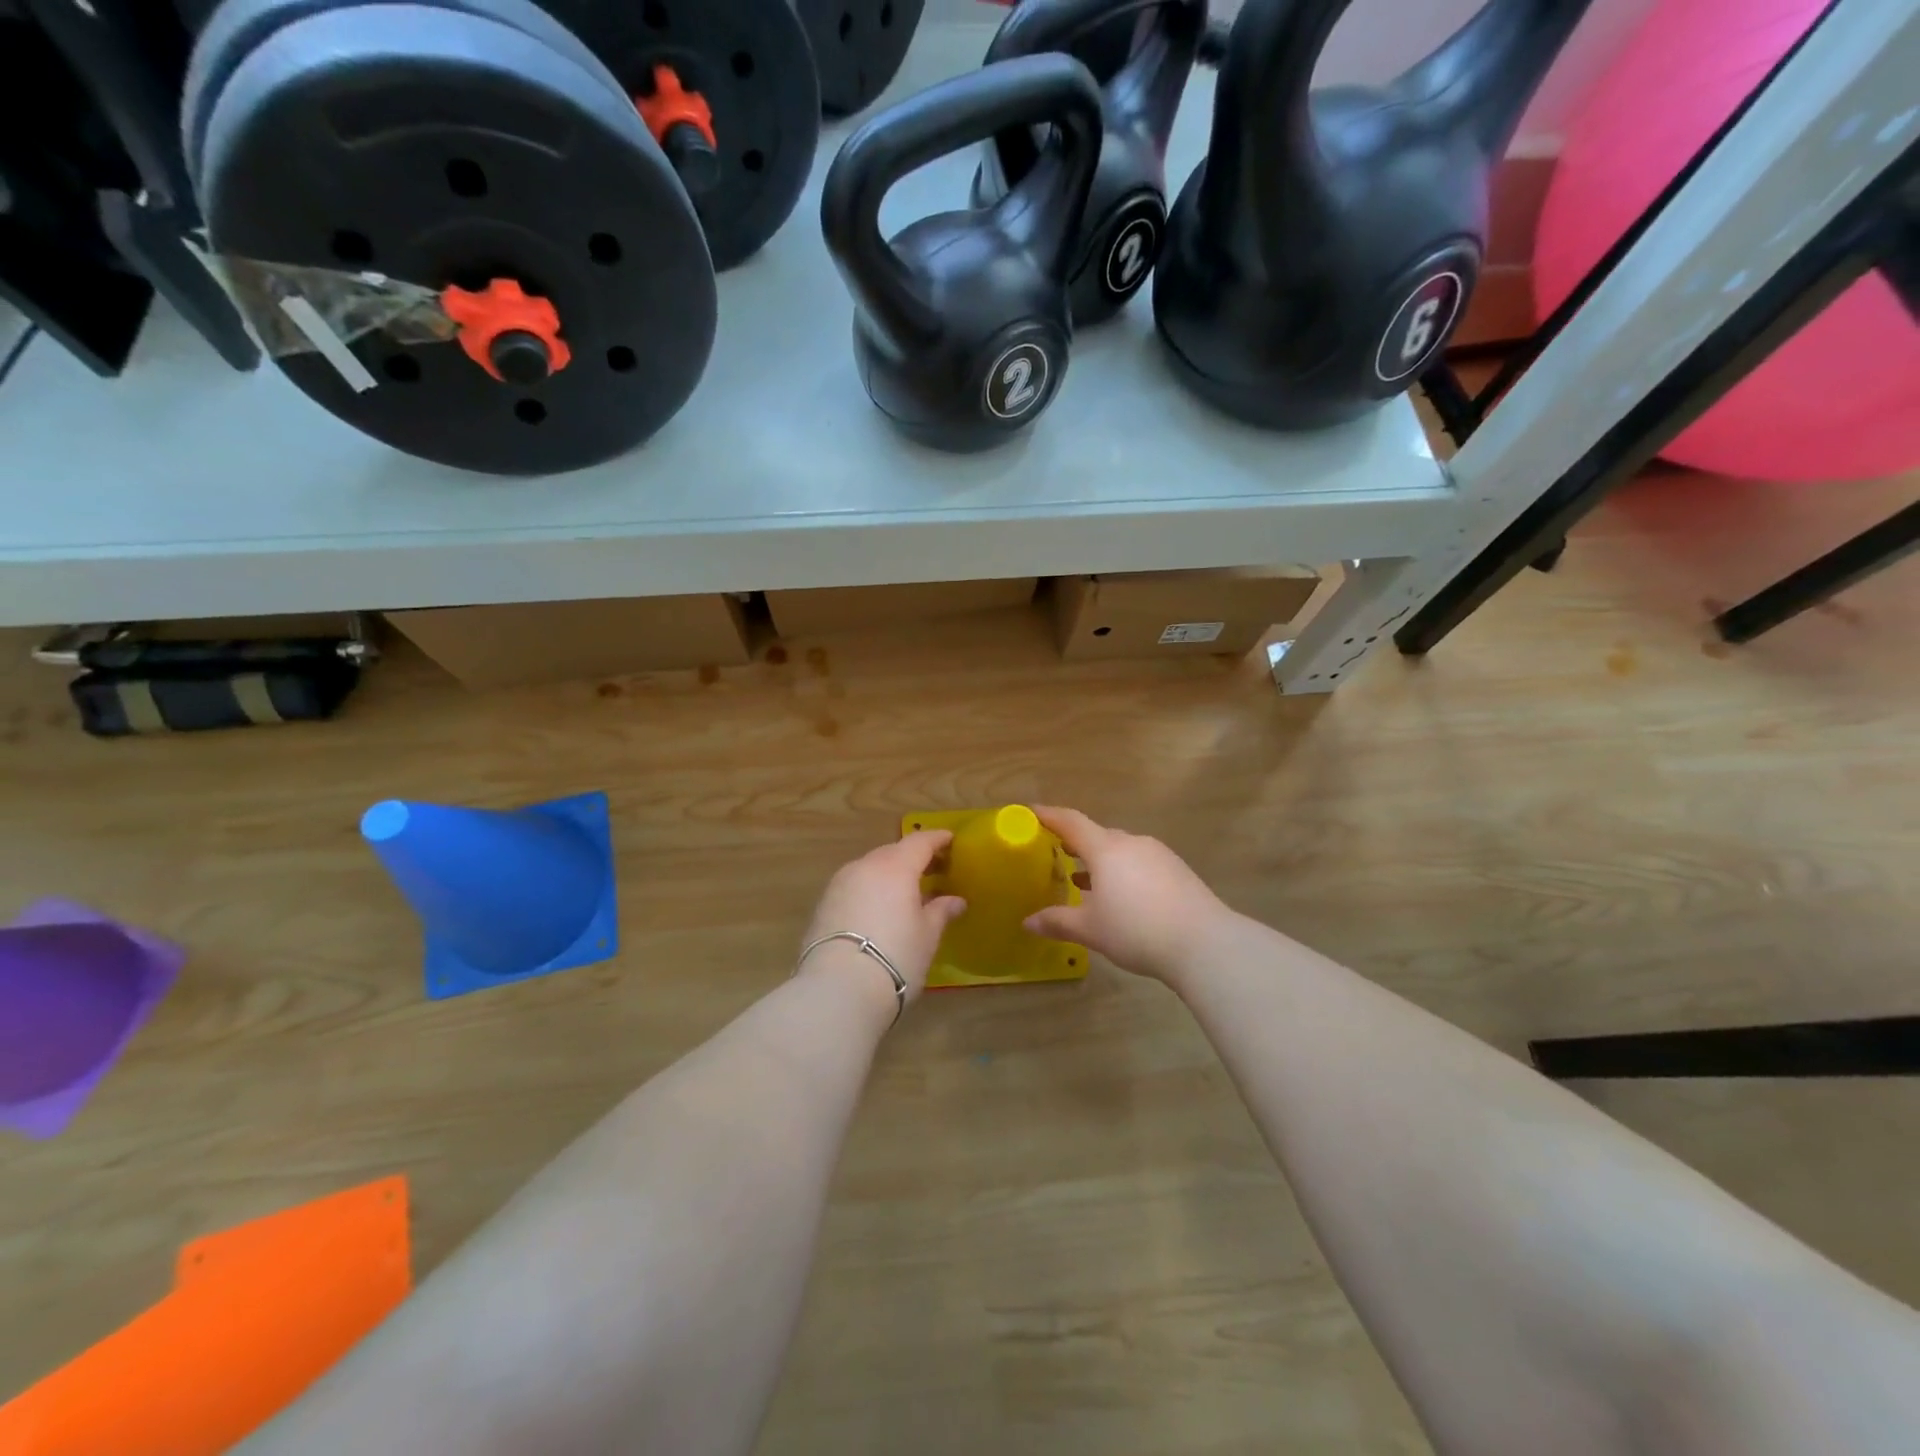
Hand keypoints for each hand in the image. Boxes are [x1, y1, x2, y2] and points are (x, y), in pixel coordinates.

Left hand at [802, 831, 965, 1009]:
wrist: (838, 989)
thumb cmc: (895, 957)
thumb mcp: (926, 936)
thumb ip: (940, 912)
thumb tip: (955, 901)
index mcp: (895, 867)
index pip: (919, 842)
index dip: (936, 839)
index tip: (949, 840)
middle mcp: (865, 866)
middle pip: (892, 852)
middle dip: (912, 857)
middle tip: (932, 869)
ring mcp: (839, 884)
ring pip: (870, 868)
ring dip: (889, 874)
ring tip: (905, 892)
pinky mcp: (823, 904)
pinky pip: (854, 886)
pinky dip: (870, 890)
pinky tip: (878, 909)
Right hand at [1022, 806, 1225, 984]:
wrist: (1204, 943)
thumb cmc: (1137, 930)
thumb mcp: (1090, 930)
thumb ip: (1057, 922)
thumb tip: (1028, 923)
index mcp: (1106, 849)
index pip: (1071, 822)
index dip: (1049, 816)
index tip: (1031, 811)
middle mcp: (1131, 843)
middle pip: (1097, 835)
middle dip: (1075, 843)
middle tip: (1056, 855)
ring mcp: (1158, 854)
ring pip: (1121, 850)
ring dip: (1101, 861)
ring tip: (1085, 881)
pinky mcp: (1177, 870)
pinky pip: (1140, 862)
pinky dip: (1123, 872)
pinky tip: (1121, 896)